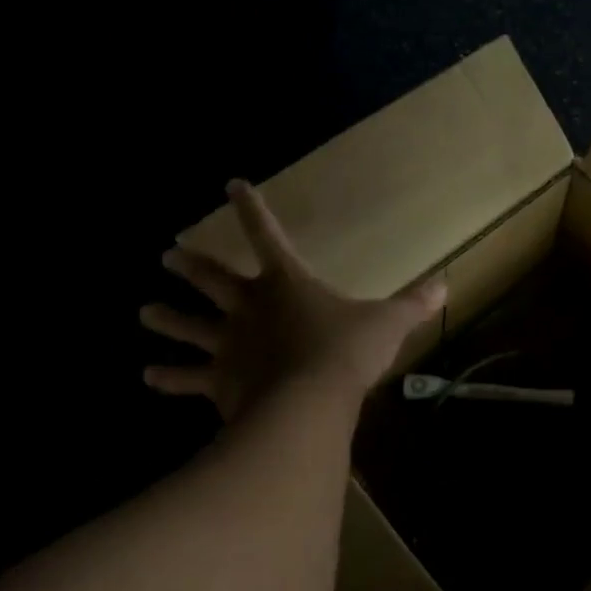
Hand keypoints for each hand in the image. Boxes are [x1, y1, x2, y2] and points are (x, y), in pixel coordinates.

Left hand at [141, 180, 447, 421]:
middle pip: (214, 279)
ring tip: (144, 311)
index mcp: (286, 283)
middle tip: (166, 256)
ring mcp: (230, 345)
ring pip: (191, 327)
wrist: (308, 405)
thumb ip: (413, 304)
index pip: (266, 234)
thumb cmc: (345, 353)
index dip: (250, 208)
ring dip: (168, 318)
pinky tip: (148, 376)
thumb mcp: (387, 324)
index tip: (230, 185)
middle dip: (191, 265)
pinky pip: (189, 378)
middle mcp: (249, 307)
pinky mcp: (220, 382)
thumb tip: (446, 285)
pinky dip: (169, 378)